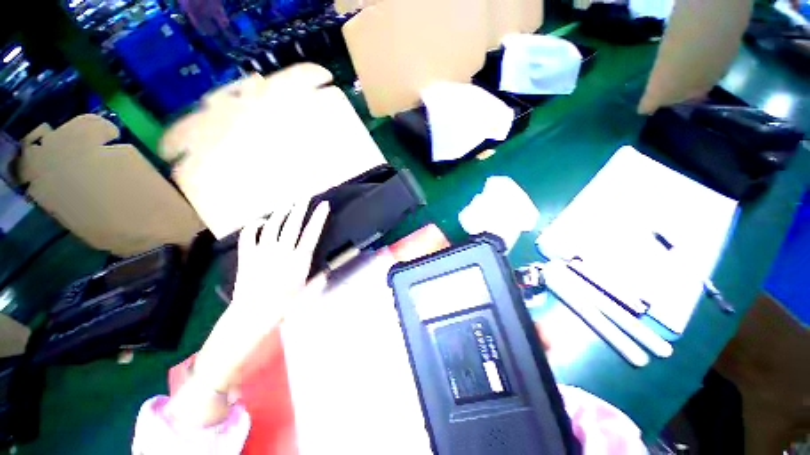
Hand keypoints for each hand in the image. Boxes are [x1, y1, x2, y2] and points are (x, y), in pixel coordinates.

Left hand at [193, 201, 329, 393]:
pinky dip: (254, 226)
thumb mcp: (305, 295)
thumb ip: (318, 281)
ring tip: (288, 203)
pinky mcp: (247, 257)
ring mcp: (262, 253)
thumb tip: (326, 272)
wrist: (251, 316)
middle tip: (305, 196)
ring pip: (273, 226)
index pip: (312, 234)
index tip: (324, 205)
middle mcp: (282, 253)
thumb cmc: (282, 307)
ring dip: (281, 213)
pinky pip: (249, 236)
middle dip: (300, 208)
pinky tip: (261, 221)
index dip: (319, 218)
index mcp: (298, 261)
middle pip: (293, 225)